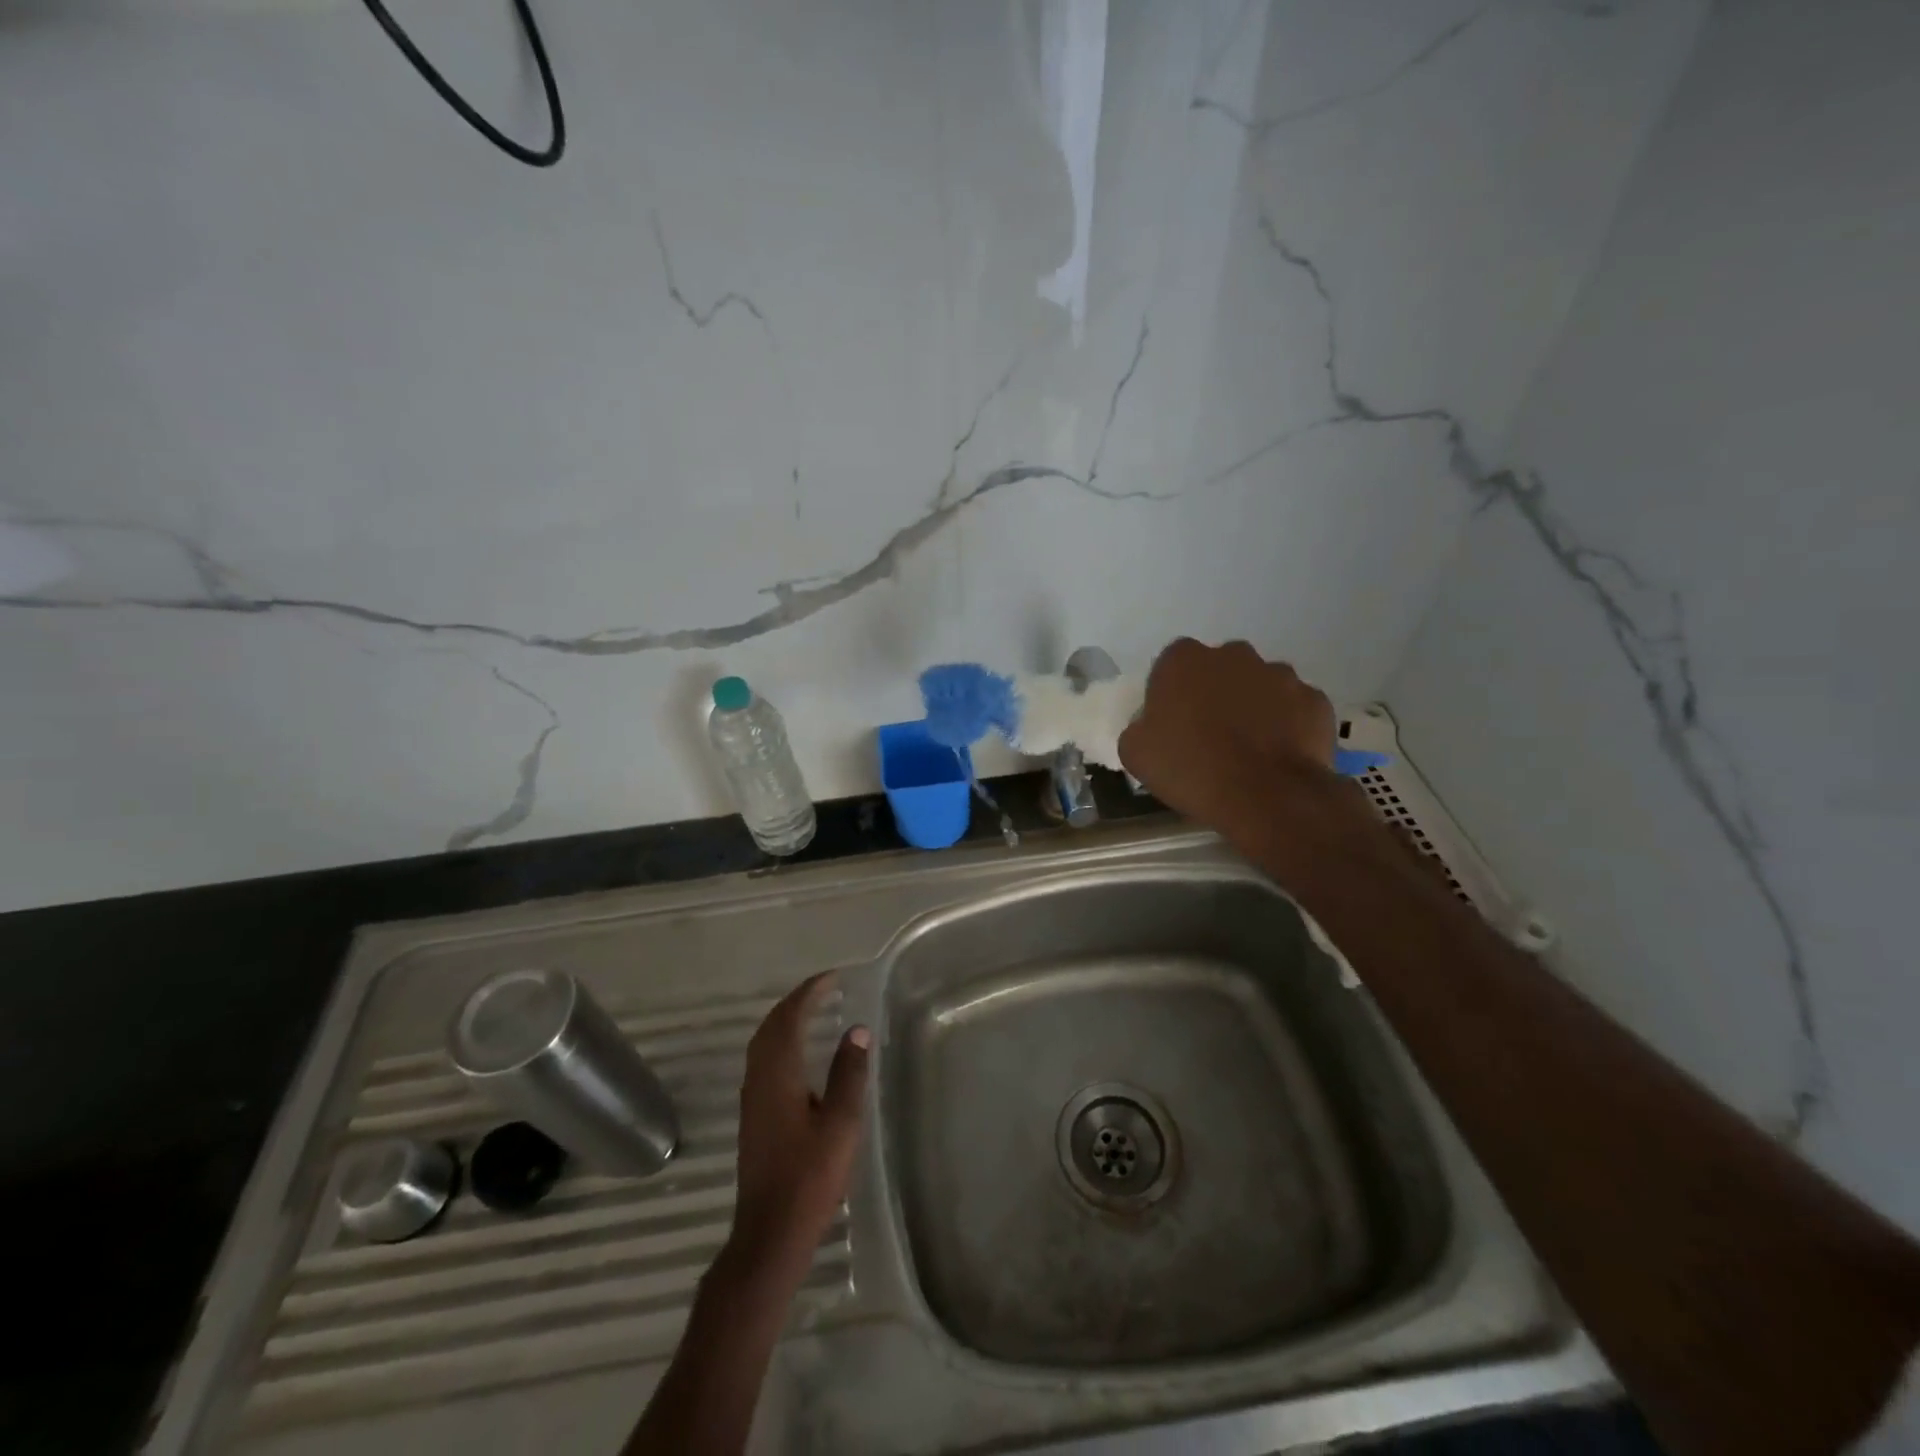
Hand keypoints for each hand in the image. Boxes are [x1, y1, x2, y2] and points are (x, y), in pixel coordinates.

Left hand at [726, 973, 869, 1285]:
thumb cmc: (809, 1177)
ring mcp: (752, 1099)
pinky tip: (798, 1053)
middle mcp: (759, 1079)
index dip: (809, 993)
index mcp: (778, 1075)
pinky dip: (781, 1041)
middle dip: (796, 1001)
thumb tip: (857, 1030)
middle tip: (824, 988)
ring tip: (813, 1010)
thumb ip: (849, 1074)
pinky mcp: (754, 1116)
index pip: (789, 1018)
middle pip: (771, 1026)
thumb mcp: (841, 1124)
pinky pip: (764, 1060)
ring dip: (786, 1020)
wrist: (769, 1233)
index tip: (832, 977)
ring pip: (764, 1043)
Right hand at [1118, 639, 1336, 827]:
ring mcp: (1279, 674)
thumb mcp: (1136, 753)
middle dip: (1214, 694)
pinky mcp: (1314, 699)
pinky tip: (1277, 756)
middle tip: (1209, 735)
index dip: (1171, 694)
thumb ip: (1140, 726)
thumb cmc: (1192, 769)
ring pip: (1259, 686)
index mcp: (1183, 660)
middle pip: (1218, 670)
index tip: (1172, 723)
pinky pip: (1293, 708)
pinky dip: (1286, 725)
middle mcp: (1233, 655)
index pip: (1171, 666)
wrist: (1267, 796)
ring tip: (1248, 749)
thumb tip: (1152, 724)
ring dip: (1252, 707)